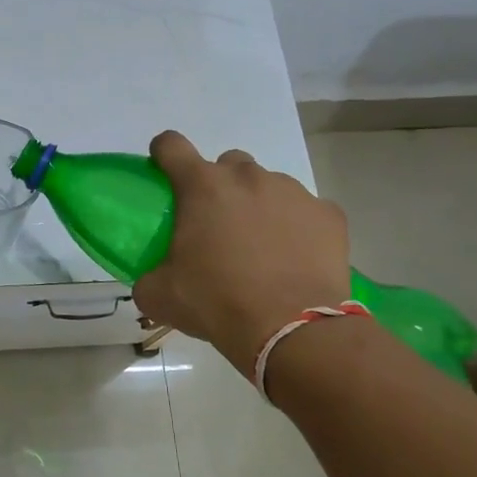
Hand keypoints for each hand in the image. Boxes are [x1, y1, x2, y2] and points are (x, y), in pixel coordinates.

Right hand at [132, 131, 350, 376]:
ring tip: (259, 248)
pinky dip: (296, 227)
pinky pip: (306, 211)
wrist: (292, 330)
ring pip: (268, 185)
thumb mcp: (160, 296)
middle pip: (226, 164)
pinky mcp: (328, 214)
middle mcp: (248, 177)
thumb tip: (152, 279)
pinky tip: (293, 259)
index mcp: (201, 187)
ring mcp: (293, 192)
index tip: (164, 173)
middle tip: (216, 226)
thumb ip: (148, 276)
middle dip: (219, 187)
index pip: (171, 145)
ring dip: (258, 206)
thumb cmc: (216, 303)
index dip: (163, 154)